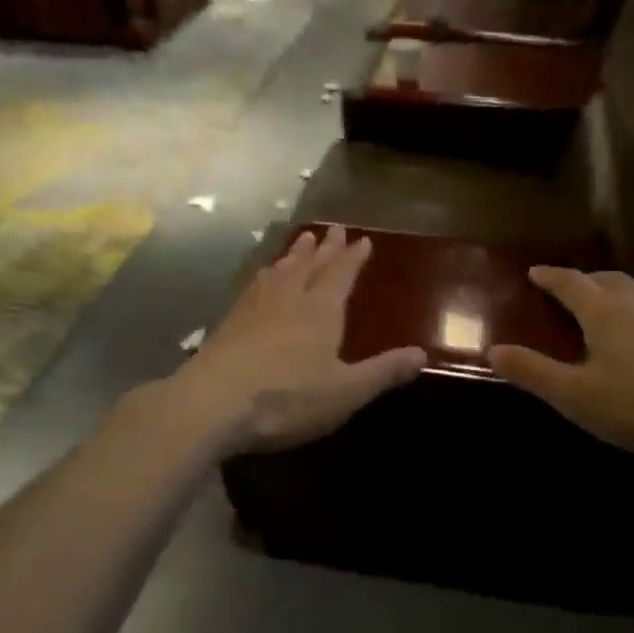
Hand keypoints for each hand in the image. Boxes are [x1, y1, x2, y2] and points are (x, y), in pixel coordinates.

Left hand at [173, 226, 425, 455]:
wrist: (212, 404)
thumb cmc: (288, 398)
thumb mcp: (346, 391)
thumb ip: (383, 372)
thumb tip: (421, 354)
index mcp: (320, 311)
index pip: (341, 275)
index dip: (353, 258)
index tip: (363, 239)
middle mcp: (288, 299)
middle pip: (309, 266)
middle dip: (325, 248)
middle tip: (333, 229)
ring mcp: (254, 309)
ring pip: (279, 272)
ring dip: (293, 255)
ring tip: (301, 241)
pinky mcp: (228, 323)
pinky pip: (253, 287)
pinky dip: (264, 276)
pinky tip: (260, 279)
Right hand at [488, 267, 633, 475]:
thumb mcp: (577, 396)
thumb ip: (534, 372)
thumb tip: (493, 350)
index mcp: (604, 309)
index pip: (569, 282)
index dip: (549, 276)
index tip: (533, 272)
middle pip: (605, 278)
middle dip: (582, 280)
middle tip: (567, 290)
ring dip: (614, 290)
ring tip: (604, 306)